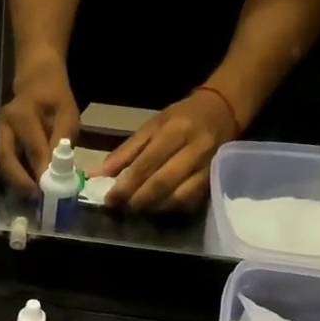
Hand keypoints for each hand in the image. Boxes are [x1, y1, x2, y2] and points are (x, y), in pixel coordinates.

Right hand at [0, 57, 79, 192]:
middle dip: (20, 181)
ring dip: (14, 182)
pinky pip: (2, 162)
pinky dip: (12, 177)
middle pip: (6, 158)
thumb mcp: (67, 113)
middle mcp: (3, 125)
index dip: (42, 171)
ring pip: (0, 163)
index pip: (33, 148)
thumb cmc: (54, 98)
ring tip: (31, 197)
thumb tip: (60, 169)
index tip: (51, 190)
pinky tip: (25, 187)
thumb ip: (63, 139)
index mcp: (22, 115)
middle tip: (36, 198)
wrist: (36, 81)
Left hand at [97, 89, 239, 212]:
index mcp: (174, 131)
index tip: (109, 199)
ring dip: (153, 208)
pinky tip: (156, 208)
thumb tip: (97, 175)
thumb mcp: (150, 127)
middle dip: (137, 200)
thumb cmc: (180, 118)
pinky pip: (190, 202)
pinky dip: (170, 209)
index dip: (126, 185)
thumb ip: (124, 153)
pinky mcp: (214, 181)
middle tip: (120, 208)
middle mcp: (194, 150)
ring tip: (135, 209)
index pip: (146, 164)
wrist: (222, 111)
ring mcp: (207, 167)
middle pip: (162, 183)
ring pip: (177, 197)